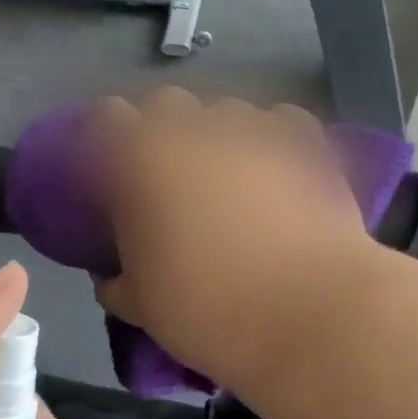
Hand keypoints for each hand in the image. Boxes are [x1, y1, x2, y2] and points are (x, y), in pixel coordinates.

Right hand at [88, 89, 381, 386]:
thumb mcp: (142, 307)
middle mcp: (194, 127)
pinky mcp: (306, 141)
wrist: (311, 312)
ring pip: (223, 112)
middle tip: (169, 183)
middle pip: (165, 105)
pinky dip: (270, 141)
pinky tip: (277, 174)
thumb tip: (111, 275)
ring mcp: (254, 127)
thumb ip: (116, 282)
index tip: (114, 178)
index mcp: (141, 158)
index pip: (106, 118)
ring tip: (230, 183)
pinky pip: (278, 123)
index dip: (107, 143)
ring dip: (216, 138)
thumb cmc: (209, 310)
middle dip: (161, 134)